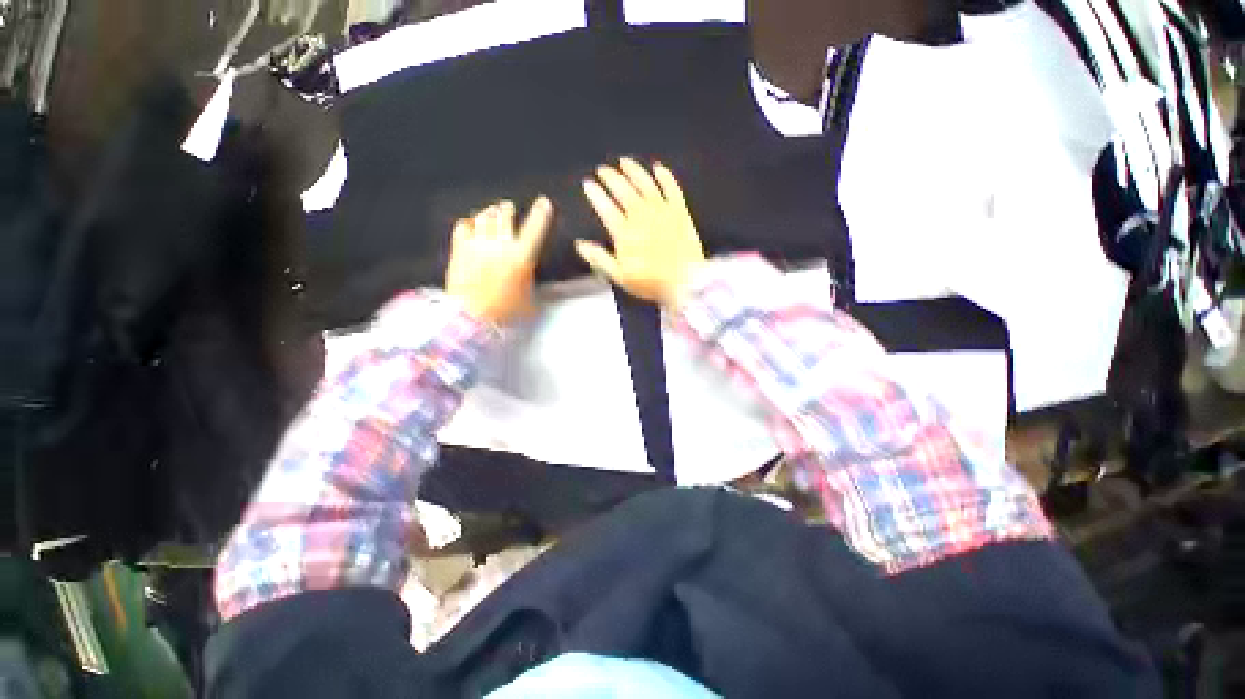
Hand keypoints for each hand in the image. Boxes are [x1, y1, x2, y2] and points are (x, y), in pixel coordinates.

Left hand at [445, 196, 552, 323]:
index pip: (534, 229)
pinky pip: (463, 227)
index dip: (541, 214)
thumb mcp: (529, 301)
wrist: (472, 317)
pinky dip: (469, 223)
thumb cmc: (506, 312)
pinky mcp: (459, 250)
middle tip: (508, 207)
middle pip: (504, 216)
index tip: (544, 202)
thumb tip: (534, 279)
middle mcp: (500, 246)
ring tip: (491, 211)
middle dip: (507, 209)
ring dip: (489, 213)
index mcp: (521, 258)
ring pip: (484, 218)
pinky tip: (470, 225)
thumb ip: (532, 284)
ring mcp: (478, 246)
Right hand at [578, 159, 706, 307]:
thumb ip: (599, 258)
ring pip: (645, 184)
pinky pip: (672, 188)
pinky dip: (664, 177)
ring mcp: (662, 211)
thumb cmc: (650, 282)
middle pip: (623, 190)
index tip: (588, 184)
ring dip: (634, 171)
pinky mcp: (680, 211)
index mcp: (625, 232)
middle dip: (611, 178)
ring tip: (624, 162)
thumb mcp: (620, 276)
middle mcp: (641, 215)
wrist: (685, 281)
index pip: (606, 207)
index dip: (596, 194)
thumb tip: (580, 245)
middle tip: (602, 170)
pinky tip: (658, 168)